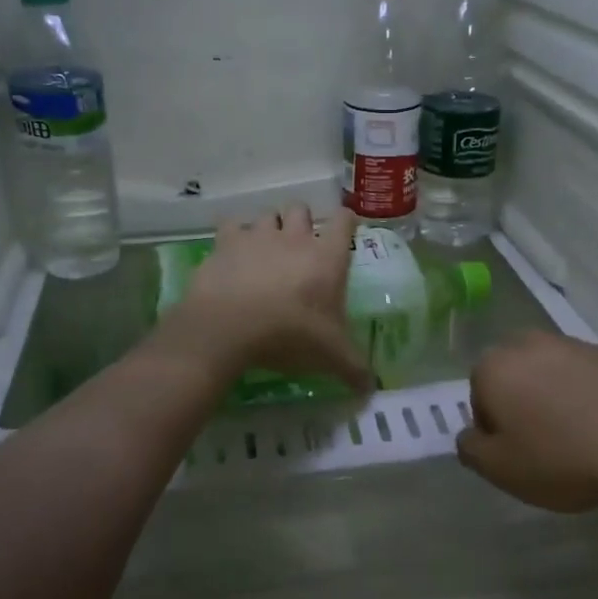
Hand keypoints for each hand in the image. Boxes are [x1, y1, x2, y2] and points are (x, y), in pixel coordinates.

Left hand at [156, 204, 372, 392]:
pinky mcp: (226, 242)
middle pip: (301, 209)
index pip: (343, 221)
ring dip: (269, 226)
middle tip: (300, 243)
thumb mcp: (330, 356)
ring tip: (265, 248)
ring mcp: (258, 236)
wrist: (230, 327)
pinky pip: (231, 224)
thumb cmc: (290, 335)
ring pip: (267, 214)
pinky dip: (233, 234)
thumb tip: (371, 389)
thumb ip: (354, 369)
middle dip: (302, 220)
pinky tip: (233, 252)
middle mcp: (294, 237)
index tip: (345, 226)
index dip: (346, 220)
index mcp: (326, 257)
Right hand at [456, 332, 597, 515]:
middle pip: (513, 374)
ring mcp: (573, 344)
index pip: (478, 395)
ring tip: (578, 437)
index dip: (493, 427)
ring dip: (554, 396)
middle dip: (520, 402)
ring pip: (550, 371)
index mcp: (494, 366)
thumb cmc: (560, 457)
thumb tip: (470, 436)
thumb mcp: (500, 470)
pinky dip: (588, 394)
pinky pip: (586, 375)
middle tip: (542, 442)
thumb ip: (470, 450)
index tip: (515, 453)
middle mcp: (528, 343)